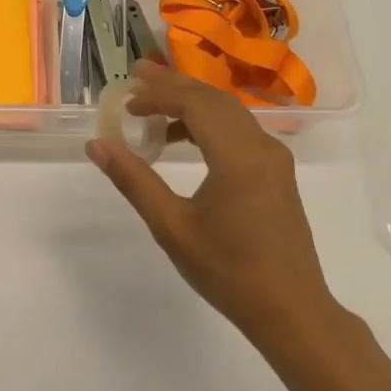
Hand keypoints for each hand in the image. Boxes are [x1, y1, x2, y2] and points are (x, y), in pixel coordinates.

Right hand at [87, 60, 342, 348]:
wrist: (292, 312)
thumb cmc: (229, 272)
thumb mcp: (172, 227)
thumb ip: (133, 180)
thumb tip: (97, 145)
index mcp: (237, 157)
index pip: (194, 104)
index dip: (158, 93)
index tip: (128, 94)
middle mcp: (261, 147)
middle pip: (213, 99)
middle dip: (173, 86)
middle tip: (136, 79)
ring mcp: (274, 158)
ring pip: (228, 111)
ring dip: (191, 102)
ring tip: (153, 108)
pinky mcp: (277, 171)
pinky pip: (240, 129)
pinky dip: (209, 122)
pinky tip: (185, 139)